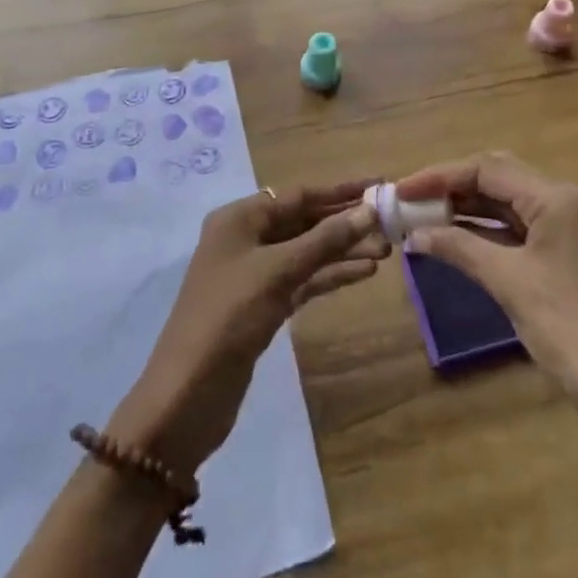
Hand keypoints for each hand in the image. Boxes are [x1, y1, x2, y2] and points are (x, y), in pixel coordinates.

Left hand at [108, 181, 389, 475]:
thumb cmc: (229, 316)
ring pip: (307, 252)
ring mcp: (255, 274)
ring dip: (343, 251)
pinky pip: (304, 280)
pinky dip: (331, 275)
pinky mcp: (264, 306)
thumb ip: (325, 240)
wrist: (188, 394)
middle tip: (390, 224)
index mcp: (239, 218)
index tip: (379, 184)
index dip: (340, 190)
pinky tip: (364, 273)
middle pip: (304, 221)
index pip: (298, 195)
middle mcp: (246, 239)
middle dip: (345, 223)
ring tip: (387, 251)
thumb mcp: (279, 271)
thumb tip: (369, 210)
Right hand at [400, 153, 577, 418]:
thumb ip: (458, 248)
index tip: (402, 190)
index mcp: (558, 198)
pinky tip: (459, 239)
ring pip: (512, 203)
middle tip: (413, 201)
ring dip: (470, 209)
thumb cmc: (568, 328)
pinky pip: (525, 228)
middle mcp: (570, 202)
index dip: (440, 176)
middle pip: (501, 178)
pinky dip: (491, 231)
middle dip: (454, 187)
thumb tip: (414, 234)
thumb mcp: (508, 282)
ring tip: (426, 218)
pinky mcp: (575, 254)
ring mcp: (576, 228)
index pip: (488, 169)